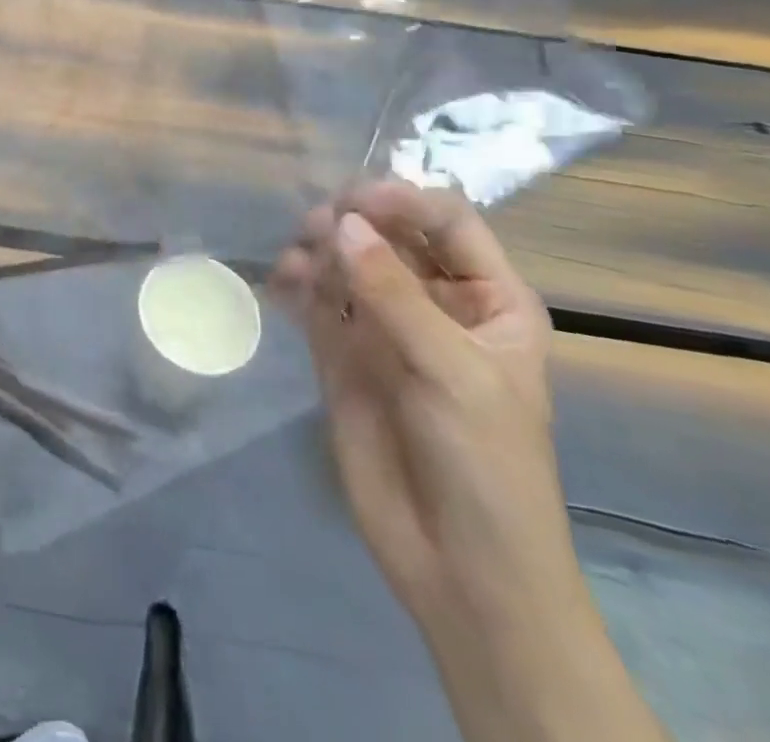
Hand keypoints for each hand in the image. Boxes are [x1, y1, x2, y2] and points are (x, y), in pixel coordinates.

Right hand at [272, 180, 577, 628]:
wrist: (461, 570)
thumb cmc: (487, 464)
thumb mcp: (454, 372)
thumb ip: (394, 294)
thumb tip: (340, 222)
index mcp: (488, 299)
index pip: (447, 221)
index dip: (405, 200)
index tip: (357, 200)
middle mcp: (435, 302)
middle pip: (390, 233)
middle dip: (354, 220)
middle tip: (317, 224)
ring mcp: (385, 327)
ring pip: (348, 262)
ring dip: (321, 248)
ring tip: (298, 257)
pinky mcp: (343, 354)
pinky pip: (318, 301)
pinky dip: (298, 283)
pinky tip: (281, 280)